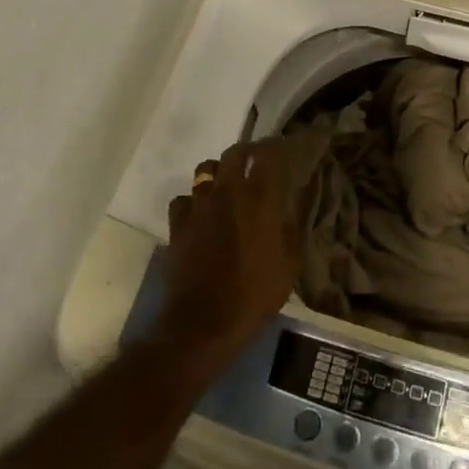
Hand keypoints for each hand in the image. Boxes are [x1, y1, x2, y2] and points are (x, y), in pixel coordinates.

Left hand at [156, 138, 304, 362]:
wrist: (205, 321)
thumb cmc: (255, 293)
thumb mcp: (290, 263)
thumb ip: (290, 228)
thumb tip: (289, 208)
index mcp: (260, 197)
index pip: (268, 154)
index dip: (275, 147)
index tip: (282, 149)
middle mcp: (228, 191)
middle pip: (234, 153)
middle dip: (246, 152)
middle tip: (254, 161)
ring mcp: (199, 205)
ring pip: (205, 170)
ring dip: (217, 174)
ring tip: (225, 187)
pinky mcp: (177, 223)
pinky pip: (184, 199)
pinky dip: (193, 203)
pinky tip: (199, 216)